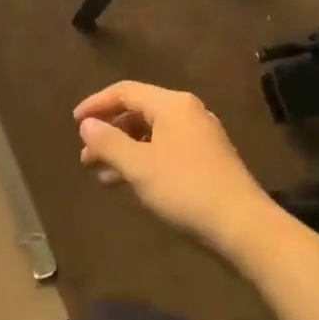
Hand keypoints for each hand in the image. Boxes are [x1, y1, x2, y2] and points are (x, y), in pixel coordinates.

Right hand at [75, 81, 268, 253]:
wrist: (244, 228)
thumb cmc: (185, 189)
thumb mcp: (138, 166)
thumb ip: (108, 142)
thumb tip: (87, 124)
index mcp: (172, 104)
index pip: (125, 91)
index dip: (96, 104)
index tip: (74, 123)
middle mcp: (187, 113)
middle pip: (138, 112)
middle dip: (109, 132)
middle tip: (86, 156)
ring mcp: (200, 137)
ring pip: (151, 135)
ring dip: (123, 151)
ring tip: (100, 174)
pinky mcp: (207, 161)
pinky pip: (165, 151)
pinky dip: (143, 161)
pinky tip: (128, 184)